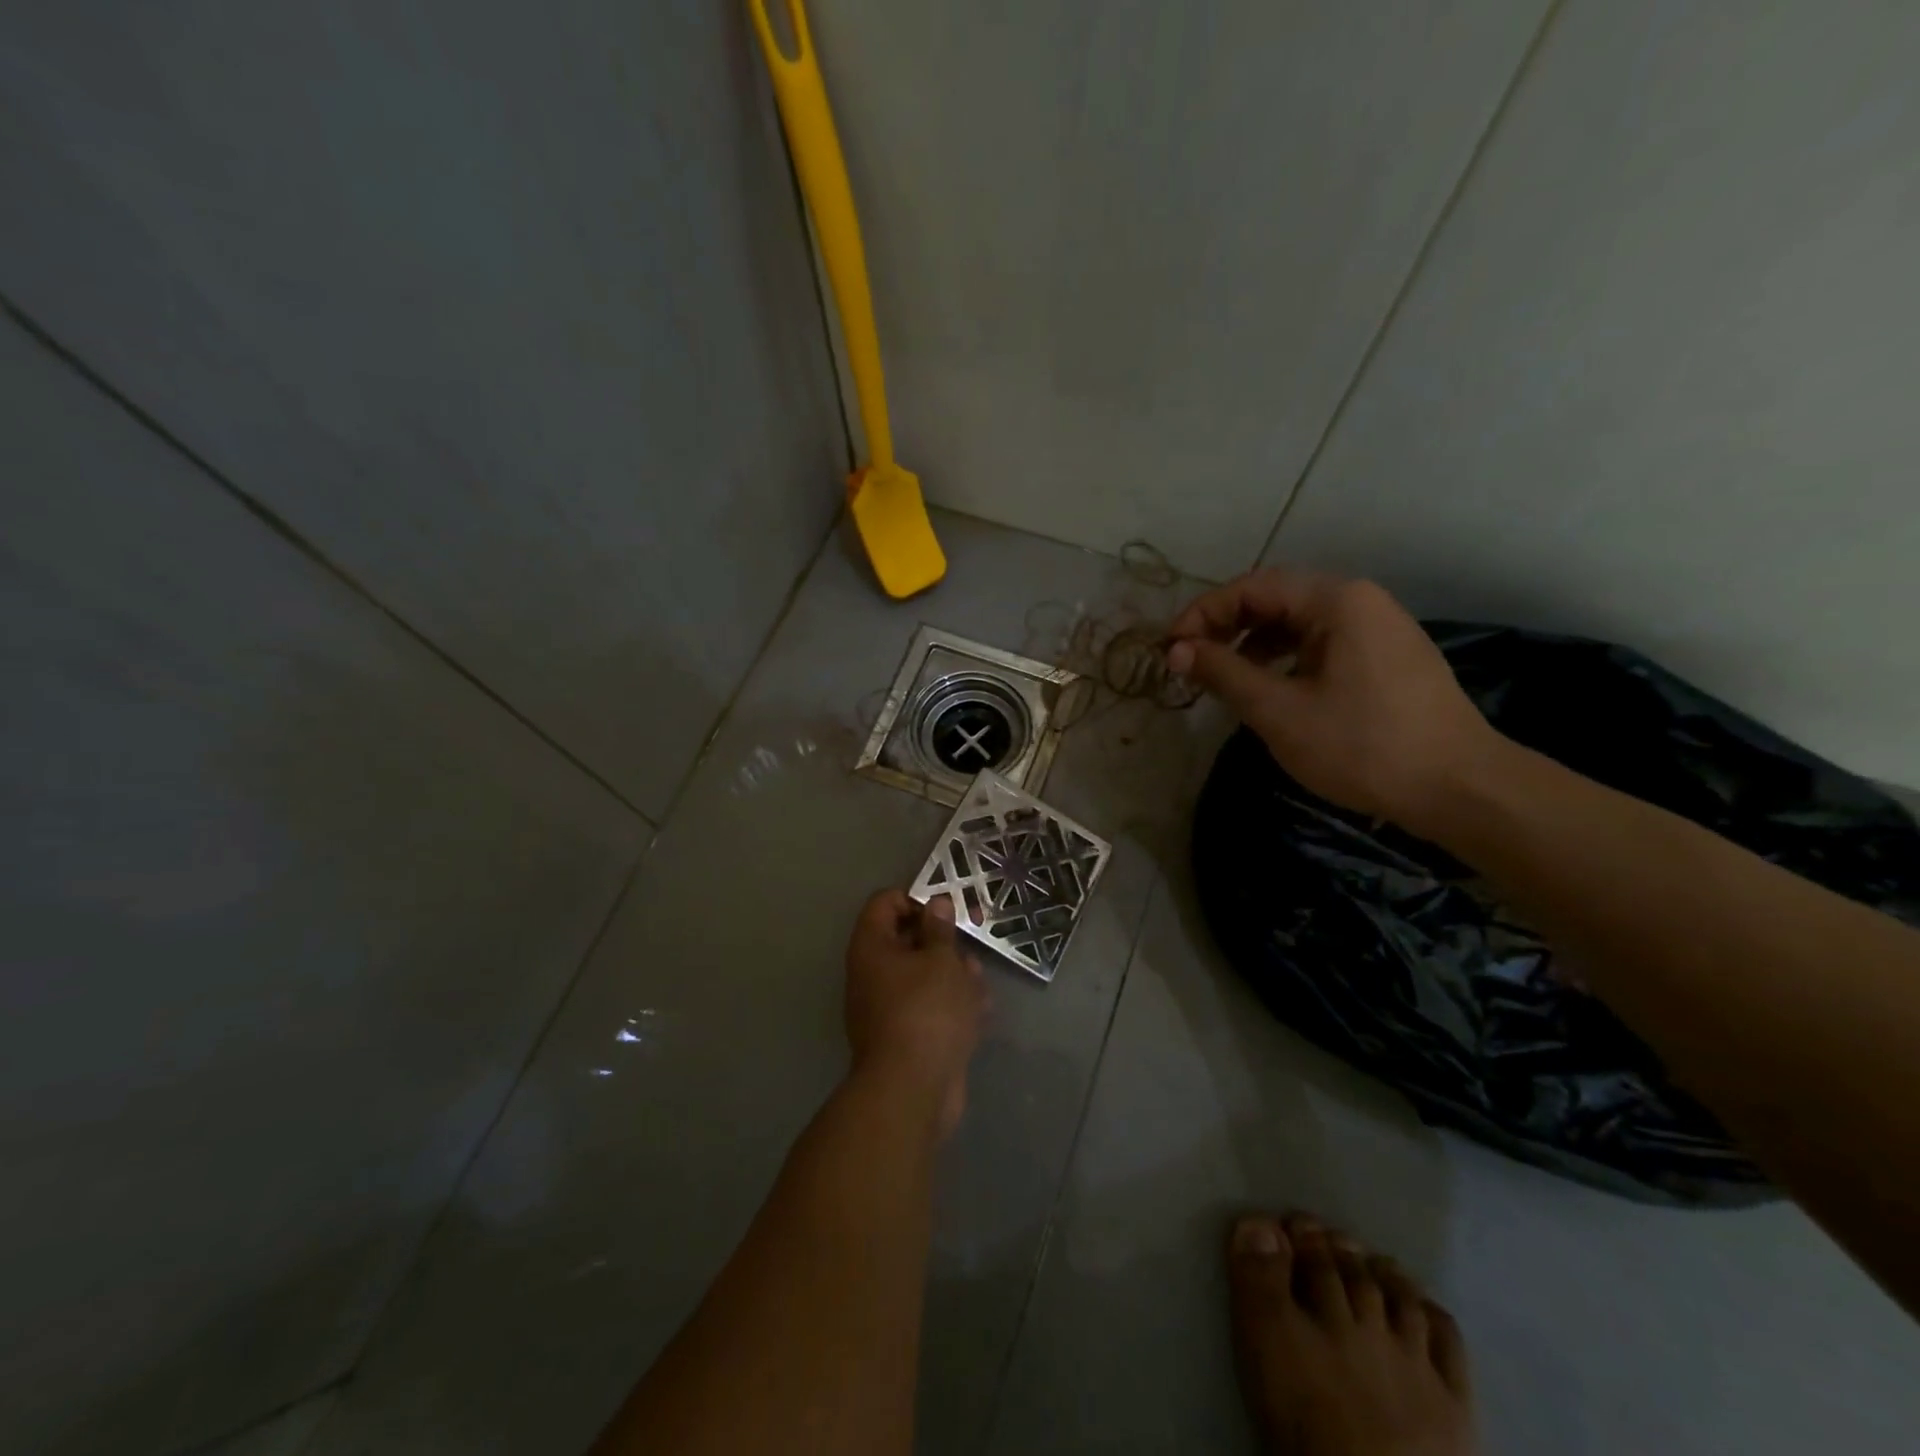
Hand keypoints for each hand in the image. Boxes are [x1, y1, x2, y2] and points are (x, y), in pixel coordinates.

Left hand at [844, 889, 988, 1138]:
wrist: (913, 1091)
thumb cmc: (926, 1011)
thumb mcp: (940, 960)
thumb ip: (940, 929)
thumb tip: (936, 904)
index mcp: (872, 948)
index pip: (885, 904)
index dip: (916, 898)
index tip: (947, 908)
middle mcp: (874, 974)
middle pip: (909, 940)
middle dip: (944, 940)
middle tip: (974, 936)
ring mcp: (891, 1008)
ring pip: (925, 976)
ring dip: (955, 975)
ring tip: (977, 983)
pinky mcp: (910, 1036)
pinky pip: (932, 1008)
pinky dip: (954, 1006)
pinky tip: (980, 1012)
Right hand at [1165, 569, 1504, 829]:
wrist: (1460, 788)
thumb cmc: (1363, 746)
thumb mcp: (1280, 711)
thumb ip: (1224, 672)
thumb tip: (1176, 651)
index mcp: (1337, 600)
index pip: (1252, 587)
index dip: (1202, 614)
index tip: (1169, 649)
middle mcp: (1359, 601)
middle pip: (1275, 598)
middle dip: (1225, 626)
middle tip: (1188, 661)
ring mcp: (1378, 628)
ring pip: (1297, 622)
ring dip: (1252, 643)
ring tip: (1221, 678)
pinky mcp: (1386, 657)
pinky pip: (1321, 643)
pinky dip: (1283, 658)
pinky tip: (1267, 688)